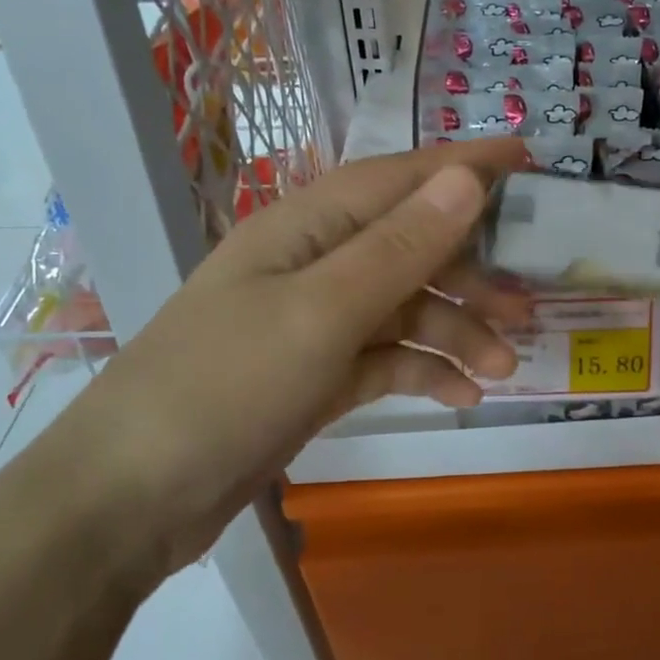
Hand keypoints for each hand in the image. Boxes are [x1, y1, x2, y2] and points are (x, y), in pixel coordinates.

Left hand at [39, 138, 531, 576]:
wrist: (130, 500)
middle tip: (528, 308)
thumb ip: (400, 247)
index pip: (401, 178)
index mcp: (309, 227)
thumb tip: (467, 178)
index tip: (529, 159)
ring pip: (407, 309)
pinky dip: (427, 371)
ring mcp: (316, 322)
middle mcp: (316, 264)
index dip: (466, 165)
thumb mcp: (321, 312)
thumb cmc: (224, 387)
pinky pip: (389, 358)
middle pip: (413, 247)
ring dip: (458, 332)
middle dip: (473, 273)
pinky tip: (463, 396)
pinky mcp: (319, 374)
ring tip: (504, 368)